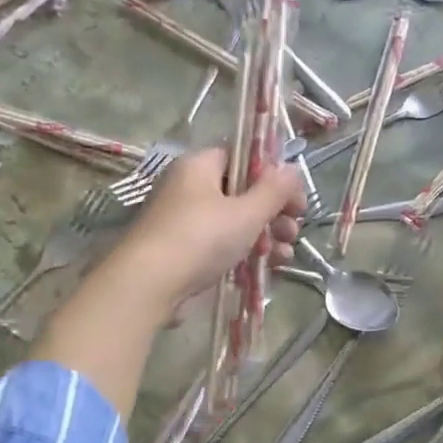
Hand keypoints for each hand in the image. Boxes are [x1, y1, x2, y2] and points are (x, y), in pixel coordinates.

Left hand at [108, 148, 305, 311]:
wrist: (149, 285)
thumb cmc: (200, 238)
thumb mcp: (246, 212)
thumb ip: (274, 190)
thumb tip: (292, 169)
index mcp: (199, 166)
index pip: (241, 156)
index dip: (272, 174)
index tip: (294, 197)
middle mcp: (190, 189)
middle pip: (242, 192)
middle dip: (274, 212)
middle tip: (293, 230)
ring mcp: (186, 222)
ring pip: (236, 222)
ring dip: (266, 236)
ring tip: (284, 255)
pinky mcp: (186, 253)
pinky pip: (223, 245)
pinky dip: (247, 253)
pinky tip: (269, 267)